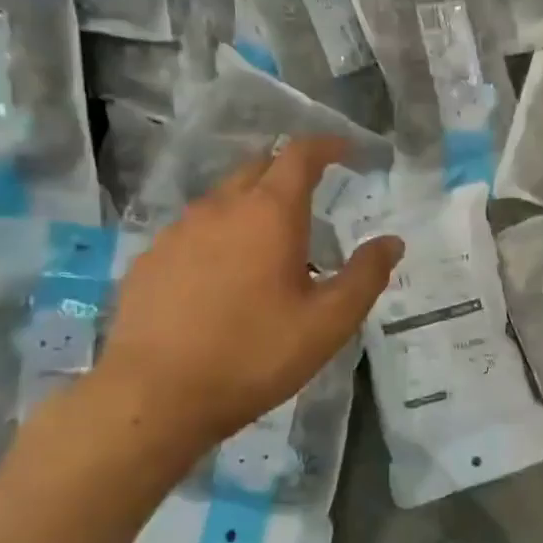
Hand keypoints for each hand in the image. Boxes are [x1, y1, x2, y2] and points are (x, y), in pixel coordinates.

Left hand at [86, 138, 402, 472]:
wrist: (154, 396)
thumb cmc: (253, 355)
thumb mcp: (328, 323)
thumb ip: (365, 276)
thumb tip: (391, 242)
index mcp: (270, 213)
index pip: (300, 155)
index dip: (326, 146)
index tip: (345, 151)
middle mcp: (221, 207)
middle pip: (258, 168)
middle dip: (288, 172)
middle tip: (312, 199)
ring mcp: (178, 231)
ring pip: (223, 199)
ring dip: (252, 205)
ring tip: (269, 244)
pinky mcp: (150, 259)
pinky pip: (193, 231)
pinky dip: (219, 236)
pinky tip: (222, 276)